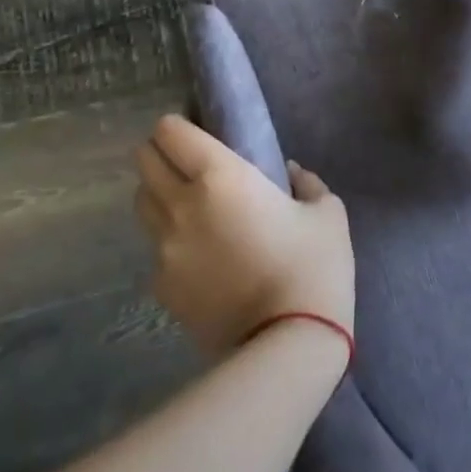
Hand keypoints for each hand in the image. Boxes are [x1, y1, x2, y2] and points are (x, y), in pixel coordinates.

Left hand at [133, 114, 354, 358]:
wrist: (288, 344)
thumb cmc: (313, 266)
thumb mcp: (328, 213)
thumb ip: (307, 183)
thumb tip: (291, 173)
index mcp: (219, 176)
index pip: (169, 131)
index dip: (179, 127)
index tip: (200, 135)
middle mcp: (180, 205)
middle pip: (144, 161)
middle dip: (162, 155)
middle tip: (192, 166)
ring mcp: (164, 250)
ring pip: (142, 204)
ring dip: (160, 196)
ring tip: (192, 210)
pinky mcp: (161, 288)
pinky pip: (155, 250)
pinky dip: (171, 244)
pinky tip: (203, 260)